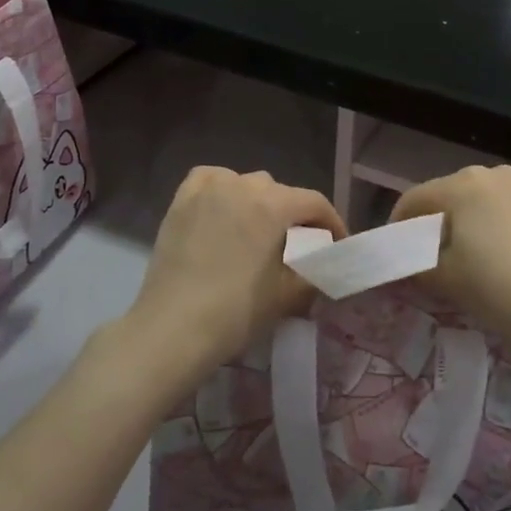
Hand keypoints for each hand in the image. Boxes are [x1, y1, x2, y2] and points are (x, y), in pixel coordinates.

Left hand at [127, 167, 345, 372]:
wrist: (173, 329)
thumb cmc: (236, 312)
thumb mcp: (287, 295)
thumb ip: (314, 273)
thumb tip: (325, 267)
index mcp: (274, 204)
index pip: (315, 203)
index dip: (332, 223)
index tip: (337, 244)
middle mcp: (242, 185)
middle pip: (280, 192)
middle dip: (294, 216)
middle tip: (297, 245)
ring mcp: (207, 189)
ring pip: (245, 184)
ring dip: (258, 202)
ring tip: (258, 231)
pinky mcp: (181, 201)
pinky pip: (210, 181)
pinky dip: (222, 190)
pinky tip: (223, 209)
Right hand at [390, 166, 510, 356]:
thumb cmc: (494, 287)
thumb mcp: (442, 276)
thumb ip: (413, 263)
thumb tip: (400, 264)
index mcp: (462, 183)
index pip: (414, 199)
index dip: (396, 227)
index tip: (391, 256)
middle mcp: (490, 174)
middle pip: (444, 197)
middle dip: (429, 226)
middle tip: (422, 261)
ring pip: (471, 203)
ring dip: (458, 226)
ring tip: (455, 261)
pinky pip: (496, 210)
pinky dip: (483, 228)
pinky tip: (487, 258)